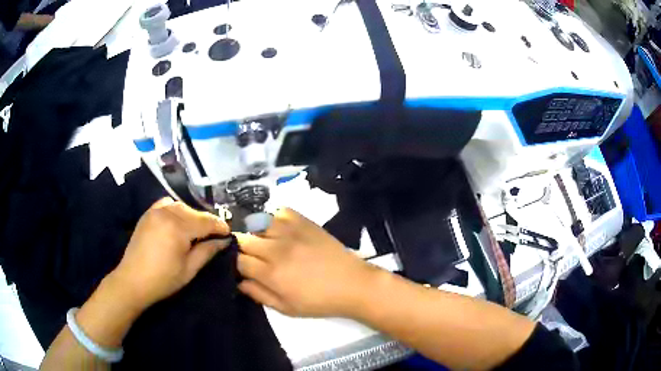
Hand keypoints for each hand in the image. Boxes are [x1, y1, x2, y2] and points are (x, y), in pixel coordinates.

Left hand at [110, 197, 229, 311]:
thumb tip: (224, 241)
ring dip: (192, 216)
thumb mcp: (189, 269)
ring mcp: (155, 211)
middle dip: (207, 222)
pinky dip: (176, 209)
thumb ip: (208, 251)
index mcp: (178, 227)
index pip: (206, 221)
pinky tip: (177, 222)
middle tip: (214, 236)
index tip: (229, 234)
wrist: (132, 281)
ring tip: (195, 231)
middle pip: (194, 212)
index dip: (220, 226)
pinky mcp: (148, 214)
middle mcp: (167, 213)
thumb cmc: (163, 280)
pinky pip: (167, 204)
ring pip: (181, 206)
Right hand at [235, 208, 380, 317]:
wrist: (352, 285)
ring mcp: (291, 232)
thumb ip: (259, 294)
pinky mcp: (305, 222)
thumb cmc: (319, 301)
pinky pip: (280, 211)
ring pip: (258, 222)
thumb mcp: (286, 308)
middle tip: (254, 257)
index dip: (237, 264)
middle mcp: (277, 249)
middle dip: (243, 248)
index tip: (243, 268)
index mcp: (271, 274)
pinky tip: (282, 231)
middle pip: (243, 239)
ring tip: (266, 243)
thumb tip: (239, 281)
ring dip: (257, 233)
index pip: (238, 260)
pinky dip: (276, 219)